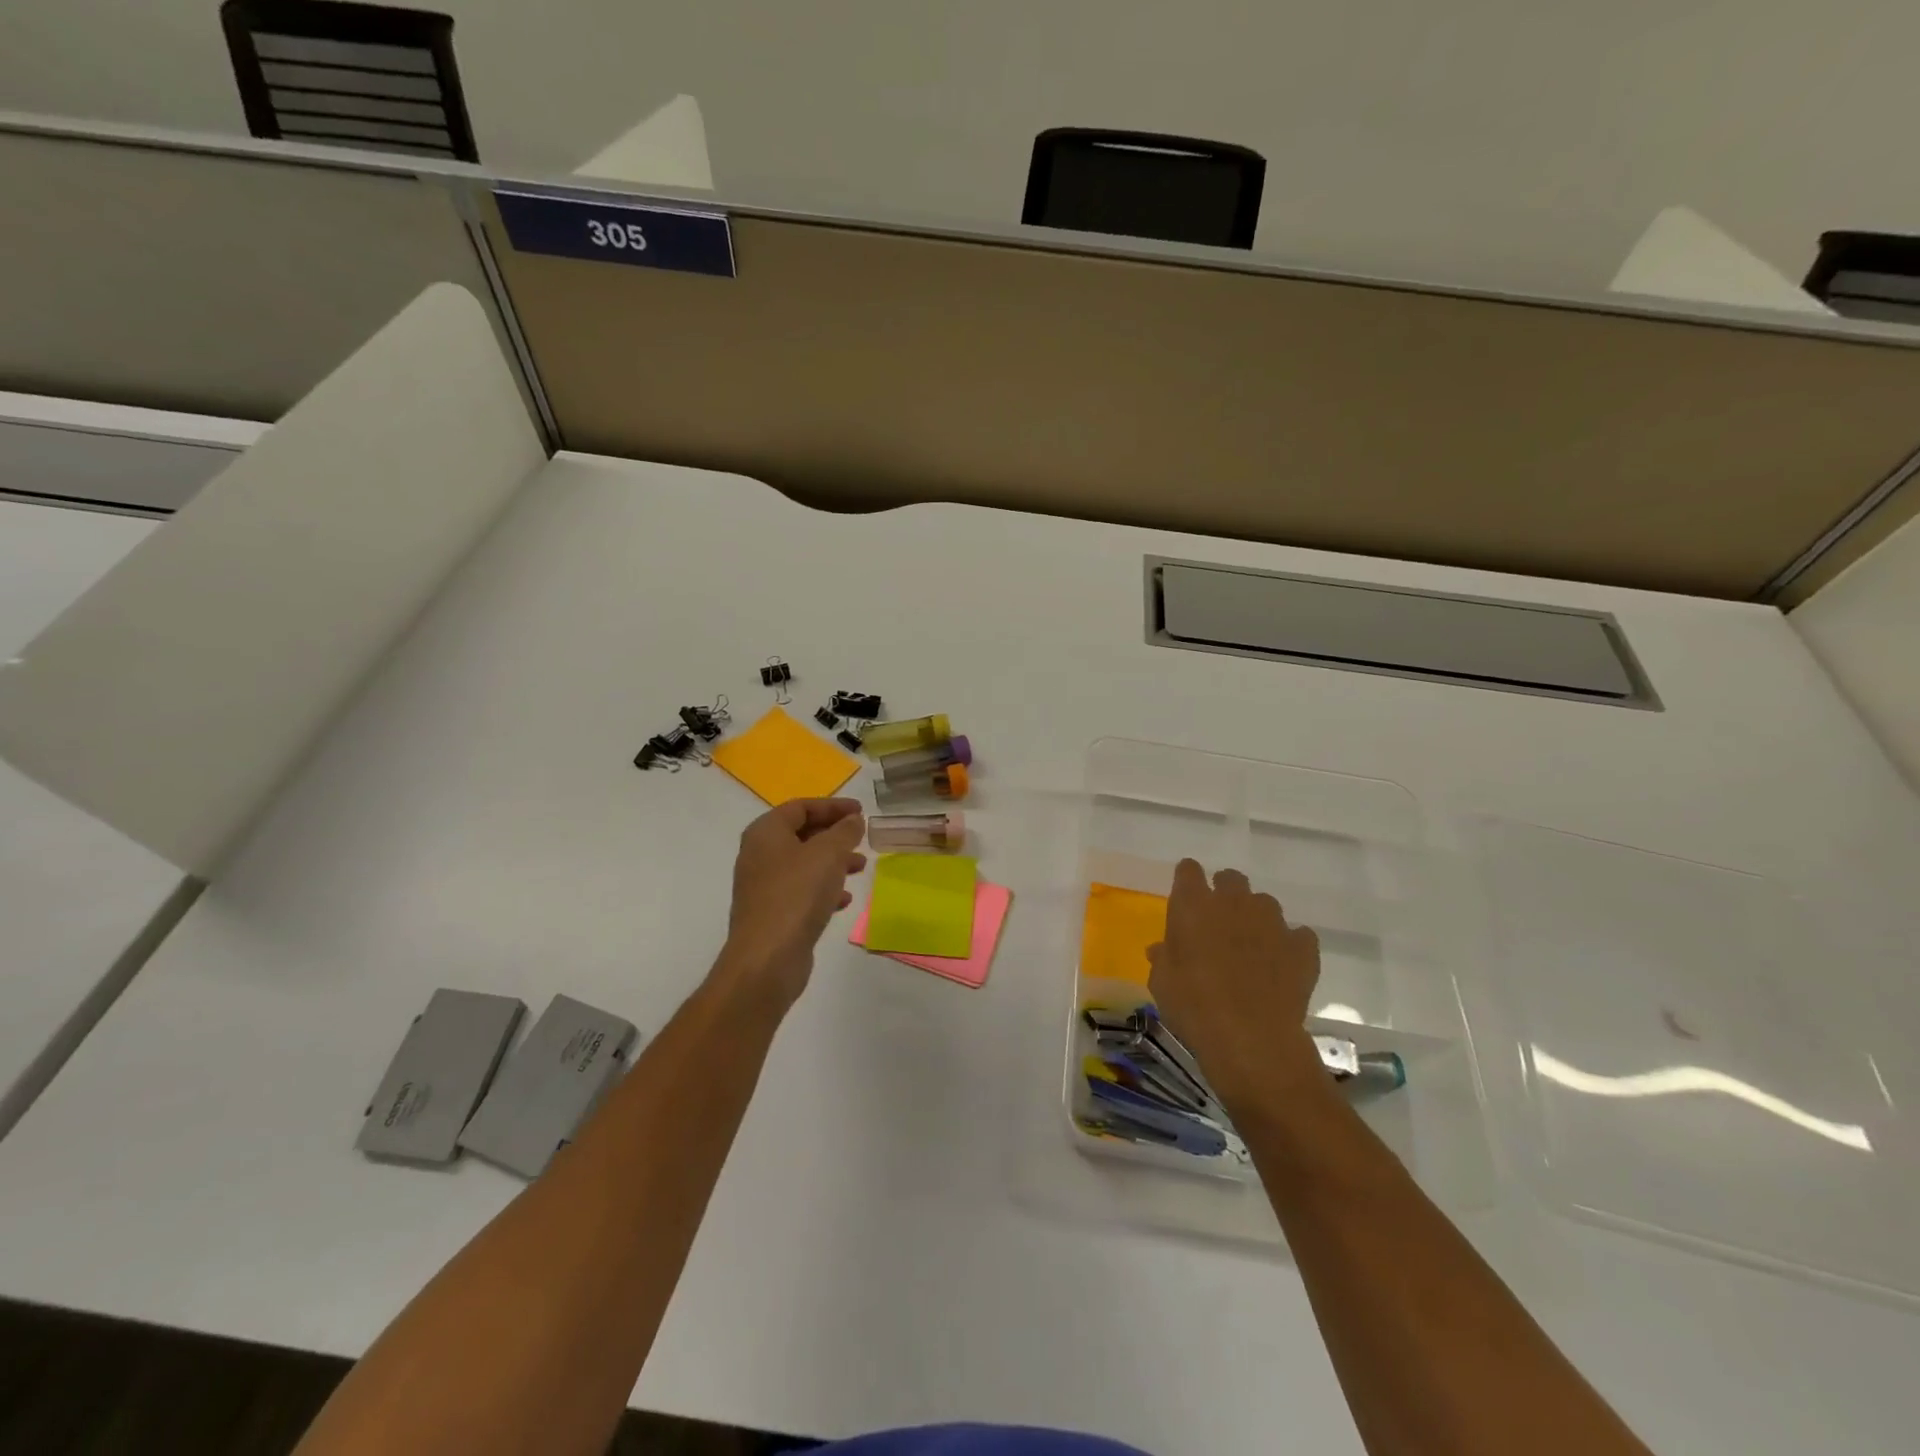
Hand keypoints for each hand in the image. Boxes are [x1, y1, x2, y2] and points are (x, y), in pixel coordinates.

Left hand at [717, 798, 866, 1009]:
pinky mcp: (772, 913)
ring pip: (804, 864)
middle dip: (834, 834)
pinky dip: (824, 888)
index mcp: (766, 832)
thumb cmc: (797, 894)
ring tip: (861, 867)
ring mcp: (763, 886)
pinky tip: (844, 899)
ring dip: (833, 861)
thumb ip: (844, 832)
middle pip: (801, 834)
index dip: (832, 806)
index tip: (861, 811)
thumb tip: (853, 821)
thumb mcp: (828, 854)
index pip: (801, 807)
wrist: (767, 958)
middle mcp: (759, 854)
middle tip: (862, 838)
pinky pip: (801, 890)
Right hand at [1147, 859, 1323, 1111]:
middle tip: (1218, 922)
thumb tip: (1161, 949)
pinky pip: (1298, 934)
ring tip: (1252, 947)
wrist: (1251, 1038)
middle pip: (1230, 878)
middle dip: (1224, 893)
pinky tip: (1283, 964)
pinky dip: (1290, 944)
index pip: (1188, 871)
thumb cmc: (1193, 1006)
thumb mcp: (1162, 983)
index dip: (1187, 881)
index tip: (1186, 897)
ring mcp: (1272, 921)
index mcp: (1193, 904)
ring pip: (1264, 903)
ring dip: (1256, 918)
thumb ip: (1163, 958)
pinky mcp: (1302, 946)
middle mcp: (1234, 902)